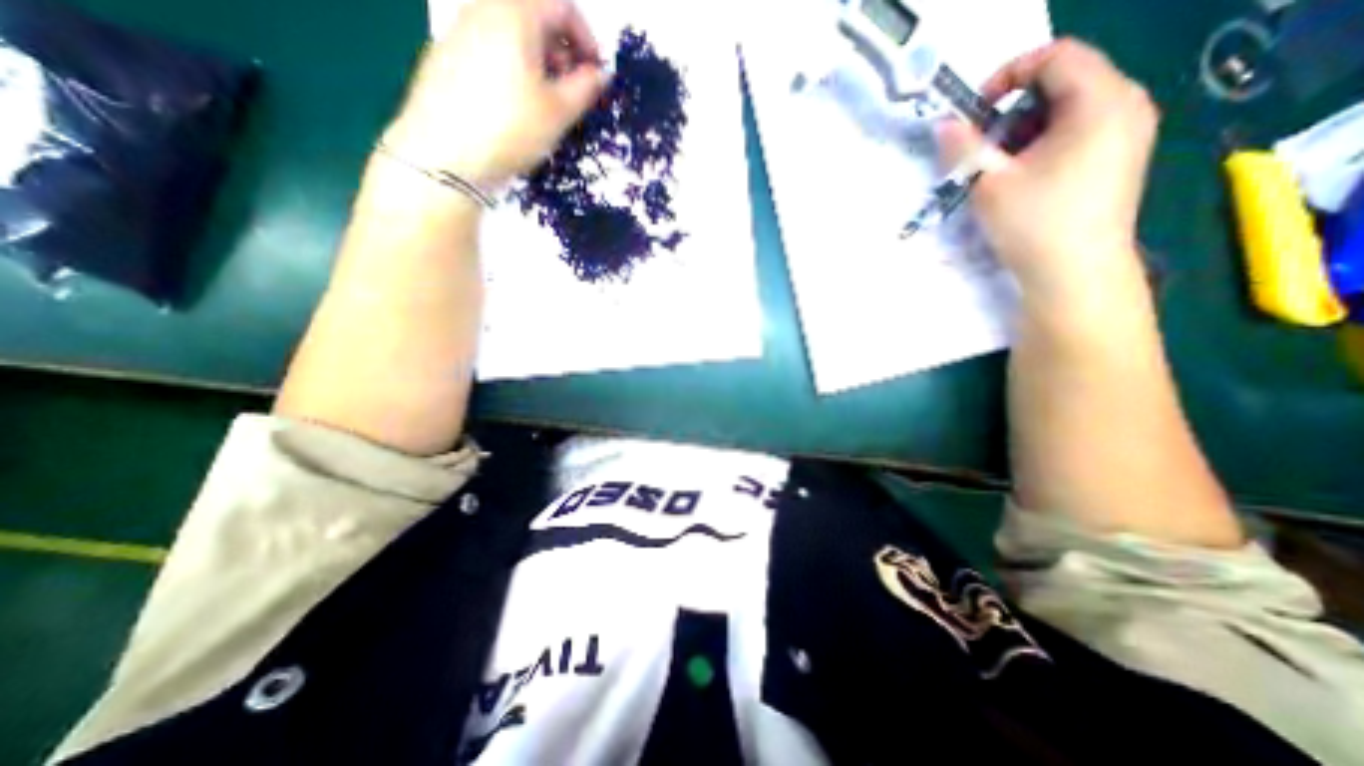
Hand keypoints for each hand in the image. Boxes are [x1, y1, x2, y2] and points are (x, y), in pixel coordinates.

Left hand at [373, 1, 603, 187]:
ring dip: (539, 62)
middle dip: (562, 50)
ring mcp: (459, 31)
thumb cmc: (511, 130)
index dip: (588, 38)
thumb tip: (600, 73)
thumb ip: (586, 87)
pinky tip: (516, 106)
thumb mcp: (559, 112)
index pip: (562, 6)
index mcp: (514, 13)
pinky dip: (513, 68)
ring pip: (511, 34)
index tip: (597, 73)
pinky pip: (490, 49)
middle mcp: (482, 9)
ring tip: (547, 103)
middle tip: (573, 90)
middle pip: (533, 15)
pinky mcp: (445, 56)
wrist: (445, 156)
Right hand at [944, 39, 1153, 314]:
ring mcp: (1130, 131)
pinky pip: (1082, 129)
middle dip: (1014, 109)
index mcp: (1100, 101)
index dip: (1009, 74)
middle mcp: (1126, 104)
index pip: (1056, 55)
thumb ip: (963, 147)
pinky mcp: (1122, 156)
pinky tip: (1025, 177)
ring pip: (1071, 107)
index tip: (976, 112)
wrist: (1075, 272)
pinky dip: (1046, 142)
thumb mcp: (988, 183)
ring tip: (1001, 167)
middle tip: (984, 147)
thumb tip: (944, 124)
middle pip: (1065, 80)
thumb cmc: (1034, 223)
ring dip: (1026, 129)